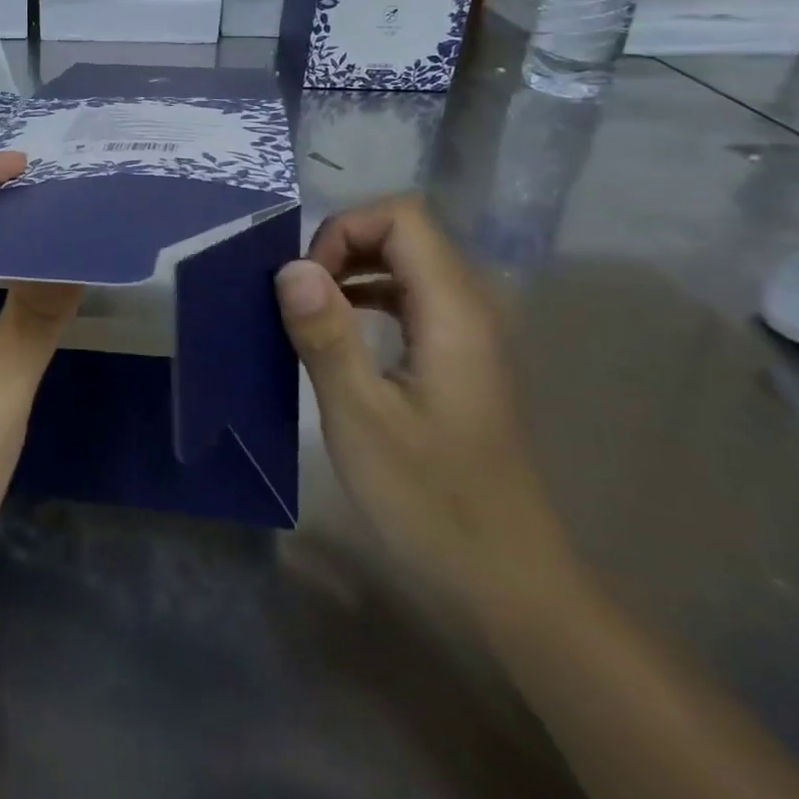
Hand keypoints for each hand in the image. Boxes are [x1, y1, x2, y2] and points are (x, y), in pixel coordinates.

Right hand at [275, 196, 574, 614]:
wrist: (508, 581)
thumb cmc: (432, 500)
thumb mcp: (361, 418)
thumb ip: (326, 335)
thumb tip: (289, 267)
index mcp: (454, 312)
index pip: (402, 217)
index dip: (345, 230)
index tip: (306, 283)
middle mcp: (471, 308)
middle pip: (407, 233)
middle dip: (343, 246)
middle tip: (300, 297)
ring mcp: (470, 334)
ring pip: (409, 264)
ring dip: (353, 271)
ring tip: (311, 311)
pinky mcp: (461, 359)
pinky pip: (412, 298)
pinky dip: (369, 297)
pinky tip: (342, 335)